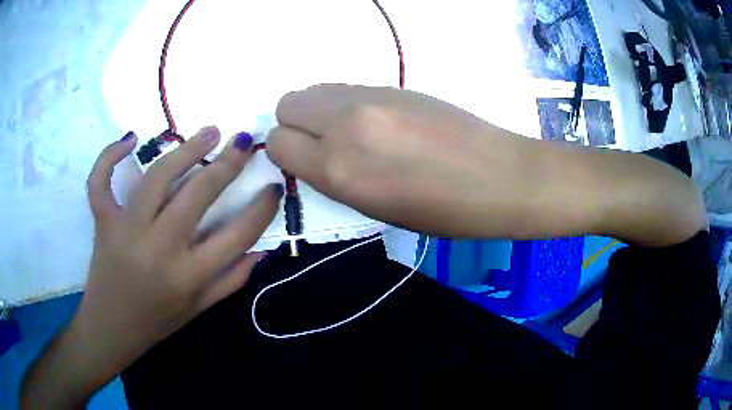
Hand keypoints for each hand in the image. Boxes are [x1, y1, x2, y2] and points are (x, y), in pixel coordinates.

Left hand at [81, 126, 278, 351]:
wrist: (111, 328)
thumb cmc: (157, 321)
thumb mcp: (199, 309)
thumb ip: (232, 280)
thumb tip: (262, 250)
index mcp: (189, 276)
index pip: (237, 235)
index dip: (261, 209)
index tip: (272, 187)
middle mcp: (160, 249)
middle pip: (198, 195)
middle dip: (227, 164)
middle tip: (243, 141)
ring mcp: (127, 230)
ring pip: (157, 177)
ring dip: (186, 150)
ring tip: (209, 132)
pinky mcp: (104, 222)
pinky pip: (101, 182)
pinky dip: (110, 156)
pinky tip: (130, 138)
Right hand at [267, 84, 542, 237]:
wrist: (499, 176)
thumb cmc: (442, 212)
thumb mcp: (376, 209)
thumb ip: (335, 177)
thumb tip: (313, 155)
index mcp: (339, 169)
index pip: (278, 143)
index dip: (286, 154)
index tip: (304, 161)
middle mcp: (344, 124)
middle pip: (287, 104)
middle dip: (294, 125)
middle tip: (321, 142)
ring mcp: (370, 98)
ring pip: (314, 89)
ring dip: (318, 110)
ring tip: (349, 131)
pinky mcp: (392, 85)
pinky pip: (345, 88)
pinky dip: (344, 103)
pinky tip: (374, 121)